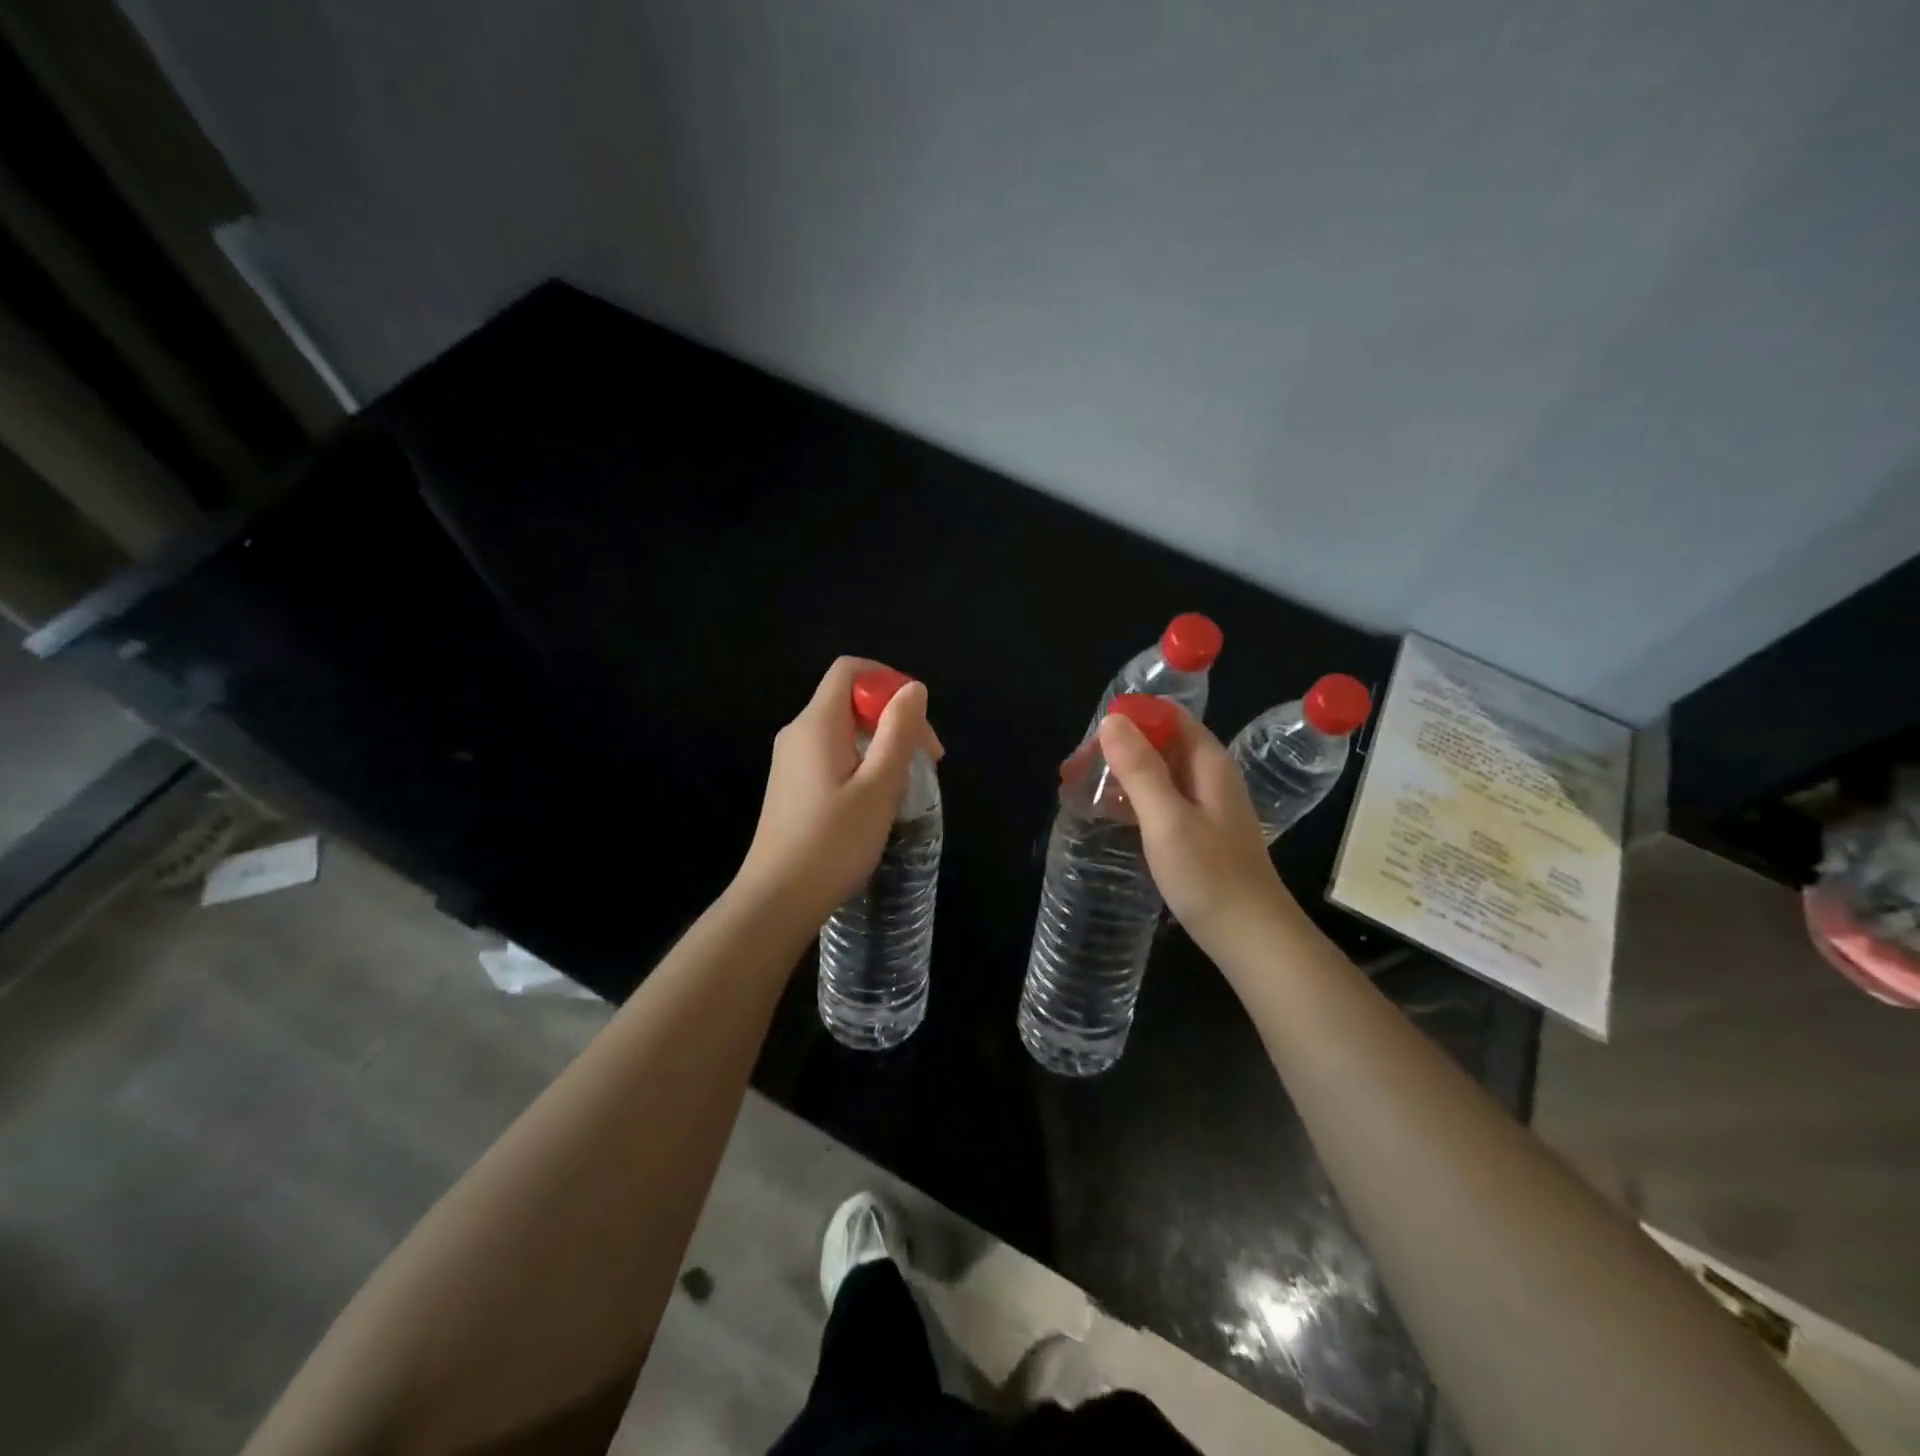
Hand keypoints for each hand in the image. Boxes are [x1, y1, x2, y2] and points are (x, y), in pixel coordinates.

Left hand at [735, 656, 943, 926]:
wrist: (777, 899)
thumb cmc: (833, 842)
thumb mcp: (879, 786)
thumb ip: (898, 732)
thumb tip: (913, 689)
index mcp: (817, 724)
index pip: (849, 670)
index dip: (888, 680)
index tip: (917, 718)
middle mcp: (798, 734)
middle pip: (849, 700)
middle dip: (893, 718)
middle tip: (927, 760)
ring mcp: (790, 761)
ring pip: (844, 731)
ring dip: (881, 744)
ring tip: (907, 783)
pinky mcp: (792, 787)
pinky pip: (833, 755)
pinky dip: (862, 763)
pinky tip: (878, 800)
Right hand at [1096, 705, 1294, 958]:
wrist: (1251, 938)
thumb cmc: (1209, 876)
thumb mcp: (1167, 819)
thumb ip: (1140, 768)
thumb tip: (1112, 720)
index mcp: (1207, 763)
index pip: (1167, 717)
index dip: (1127, 719)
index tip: (1088, 742)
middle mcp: (1207, 775)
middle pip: (1157, 743)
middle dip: (1114, 749)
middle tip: (1071, 773)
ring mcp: (1203, 805)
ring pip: (1154, 772)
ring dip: (1117, 774)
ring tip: (1076, 791)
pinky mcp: (1196, 831)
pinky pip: (1157, 799)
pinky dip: (1128, 799)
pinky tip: (1103, 813)